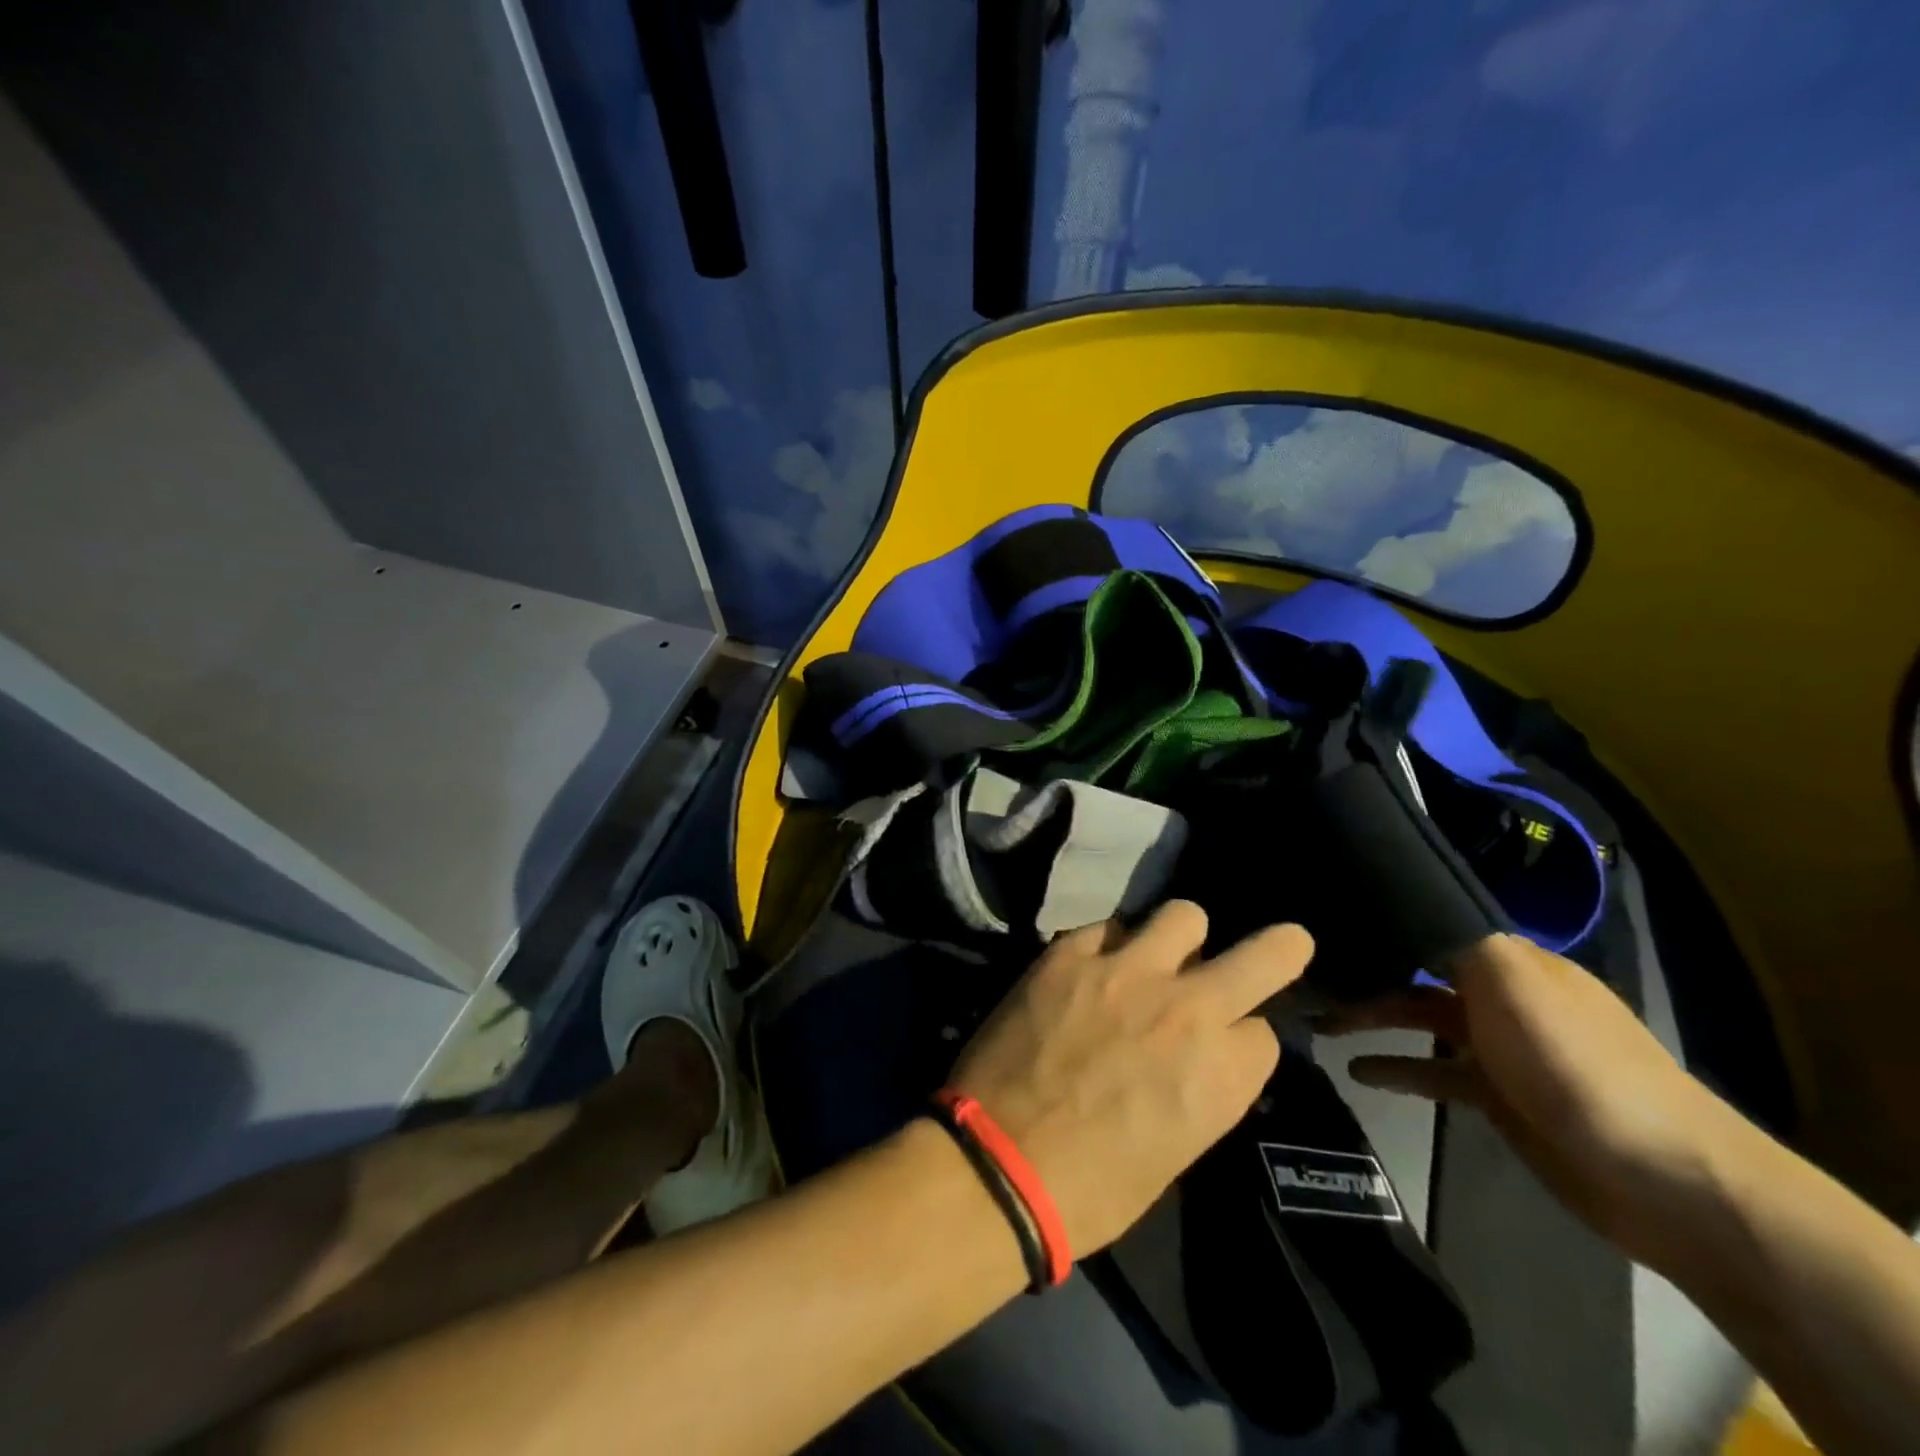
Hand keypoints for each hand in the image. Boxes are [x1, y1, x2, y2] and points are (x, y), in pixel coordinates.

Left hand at [948, 902, 1312, 1257]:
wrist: (998, 1163)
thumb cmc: (1093, 1188)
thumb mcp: (1175, 1152)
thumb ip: (1201, 1090)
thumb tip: (1199, 1056)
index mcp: (1222, 1073)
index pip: (1263, 1031)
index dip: (1243, 1039)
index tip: (1225, 1045)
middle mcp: (1187, 1009)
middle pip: (1263, 954)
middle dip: (1279, 948)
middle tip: (1282, 942)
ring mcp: (1126, 970)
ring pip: (1183, 916)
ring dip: (1180, 937)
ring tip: (1158, 954)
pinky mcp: (1070, 953)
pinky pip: (1107, 927)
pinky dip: (1110, 946)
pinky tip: (1093, 967)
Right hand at [1324, 933, 1738, 1265]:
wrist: (1662, 1178)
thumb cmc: (1576, 1062)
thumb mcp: (1511, 980)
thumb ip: (1453, 938)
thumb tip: (1396, 899)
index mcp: (1511, 961)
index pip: (1433, 925)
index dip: (1381, 921)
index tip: (1324, 919)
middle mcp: (1502, 996)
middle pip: (1417, 973)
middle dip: (1364, 973)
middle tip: (1303, 977)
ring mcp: (1500, 1049)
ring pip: (1418, 1021)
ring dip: (1370, 1018)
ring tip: (1315, 1022)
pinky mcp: (1497, 1098)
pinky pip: (1433, 1073)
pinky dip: (1396, 1068)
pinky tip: (1356, 1071)